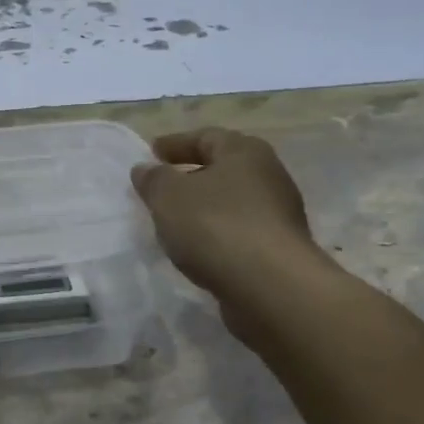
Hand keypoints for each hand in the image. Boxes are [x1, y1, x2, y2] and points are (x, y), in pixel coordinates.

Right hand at [130, 129, 325, 302]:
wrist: (270, 286)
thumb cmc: (215, 225)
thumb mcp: (168, 196)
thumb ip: (153, 179)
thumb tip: (145, 169)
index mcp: (244, 152)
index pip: (206, 137)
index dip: (176, 143)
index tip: (151, 153)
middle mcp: (268, 176)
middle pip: (223, 170)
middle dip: (191, 177)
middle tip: (161, 188)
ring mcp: (277, 215)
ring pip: (231, 204)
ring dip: (203, 209)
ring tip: (173, 223)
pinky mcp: (277, 250)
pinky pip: (238, 233)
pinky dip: (216, 235)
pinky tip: (196, 250)